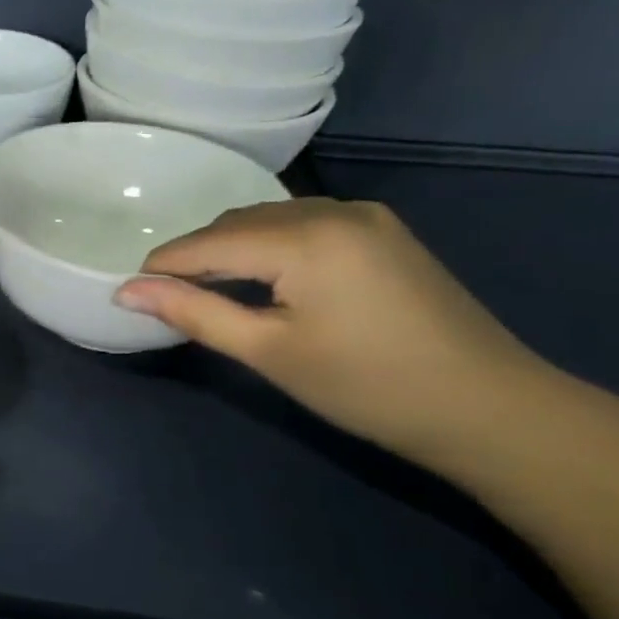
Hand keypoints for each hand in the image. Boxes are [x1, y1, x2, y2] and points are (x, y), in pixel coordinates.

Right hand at [115, 198, 545, 459]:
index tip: (129, 290)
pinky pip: (303, 223)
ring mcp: (363, 215)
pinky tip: (265, 276)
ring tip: (211, 290)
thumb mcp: (270, 352)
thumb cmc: (368, 387)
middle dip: (196, 256)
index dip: (163, 265)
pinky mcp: (382, 230)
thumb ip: (194, 313)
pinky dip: (269, 245)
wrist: (491, 409)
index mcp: (304, 237)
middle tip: (168, 297)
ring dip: (231, 248)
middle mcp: (331, 209)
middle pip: (237, 223)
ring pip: (269, 219)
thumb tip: (127, 291)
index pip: (208, 243)